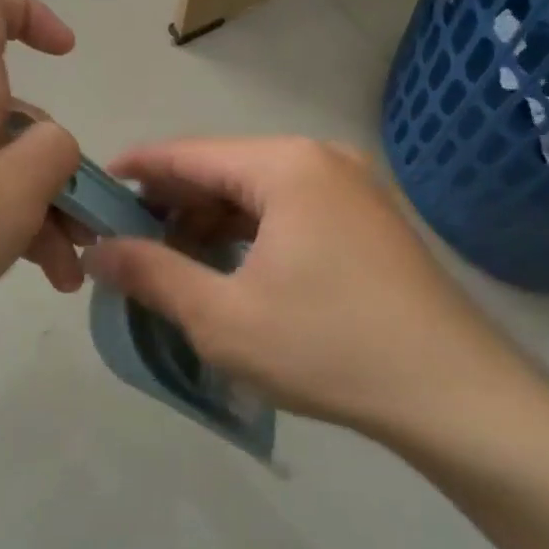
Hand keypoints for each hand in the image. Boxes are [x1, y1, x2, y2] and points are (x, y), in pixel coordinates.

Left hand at [0, 0, 84, 351]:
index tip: (67, 54)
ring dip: (38, 212)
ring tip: (63, 276)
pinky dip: (1, 226)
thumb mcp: (10, 191)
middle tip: (84, 232)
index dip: (31, 15)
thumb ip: (53, 154)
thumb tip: (53, 144)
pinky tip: (24, 273)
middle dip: (58, 168)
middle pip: (11, 115)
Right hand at [83, 138, 524, 435]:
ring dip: (211, 222)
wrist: (454, 394)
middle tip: (128, 242)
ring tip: (173, 262)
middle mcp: (321, 159)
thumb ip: (152, 274)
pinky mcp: (368, 221)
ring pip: (258, 193)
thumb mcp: (222, 316)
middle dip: (172, 205)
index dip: (136, 170)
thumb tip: (97, 251)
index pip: (188, 153)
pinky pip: (290, 212)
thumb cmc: (328, 346)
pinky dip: (251, 234)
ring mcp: (352, 188)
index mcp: (285, 165)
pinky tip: (230, 269)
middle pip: (223, 170)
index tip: (94, 190)